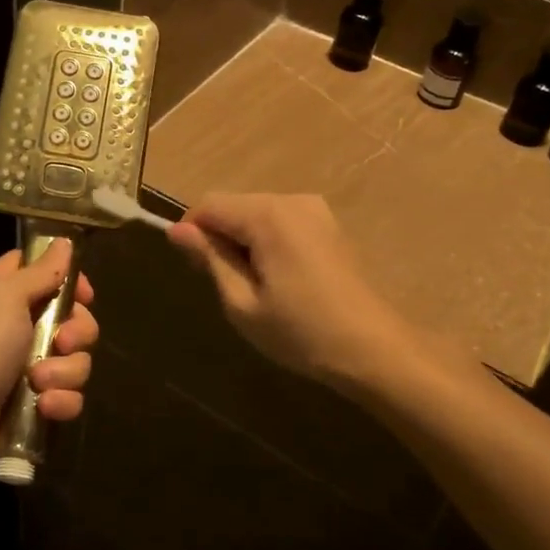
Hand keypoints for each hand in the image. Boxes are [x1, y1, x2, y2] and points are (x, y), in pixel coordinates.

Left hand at [0, 240, 97, 476]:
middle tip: (60, 343)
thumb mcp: (6, 296)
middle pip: (73, 318)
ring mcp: (28, 365)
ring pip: (76, 359)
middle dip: (76, 333)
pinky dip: (61, 401)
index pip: (47, 271)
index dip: (71, 281)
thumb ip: (41, 270)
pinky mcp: (35, 401)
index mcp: (4, 291)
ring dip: (65, 372)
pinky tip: (44, 406)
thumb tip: (64, 242)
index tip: (84, 295)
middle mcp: (18, 323)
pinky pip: (69, 395)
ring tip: (39, 382)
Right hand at [168, 193, 411, 389]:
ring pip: (257, 213)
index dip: (191, 231)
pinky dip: (268, 242)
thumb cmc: (300, 332)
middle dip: (220, 237)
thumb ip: (210, 258)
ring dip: (244, 241)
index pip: (209, 204)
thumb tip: (176, 230)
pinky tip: (280, 280)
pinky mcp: (329, 225)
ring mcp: (316, 210)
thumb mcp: (242, 302)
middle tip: (225, 286)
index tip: (194, 269)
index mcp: (268, 215)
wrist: (373, 349)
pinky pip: (281, 222)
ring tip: (254, 287)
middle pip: (234, 205)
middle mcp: (292, 200)